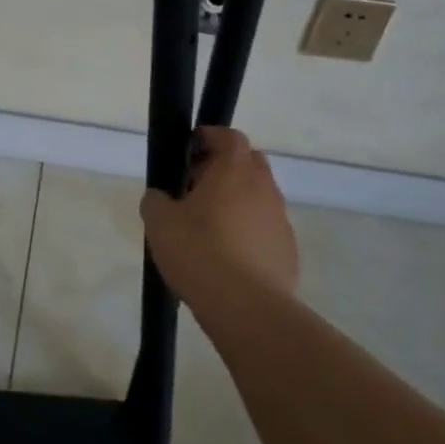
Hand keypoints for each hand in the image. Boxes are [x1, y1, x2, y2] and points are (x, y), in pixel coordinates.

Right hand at [141, 127, 298, 320]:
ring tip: (209, 227)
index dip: (209, 137)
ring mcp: (280, 219)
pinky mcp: (288, 250)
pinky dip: (249, 231)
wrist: (246, 308)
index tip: (189, 151)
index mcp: (234, 170)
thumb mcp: (160, 223)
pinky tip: (228, 256)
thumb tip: (160, 198)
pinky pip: (266, 228)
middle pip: (249, 162)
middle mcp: (264, 188)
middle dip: (224, 168)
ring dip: (237, 201)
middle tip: (196, 187)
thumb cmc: (199, 253)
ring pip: (259, 197)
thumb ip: (156, 201)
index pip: (229, 136)